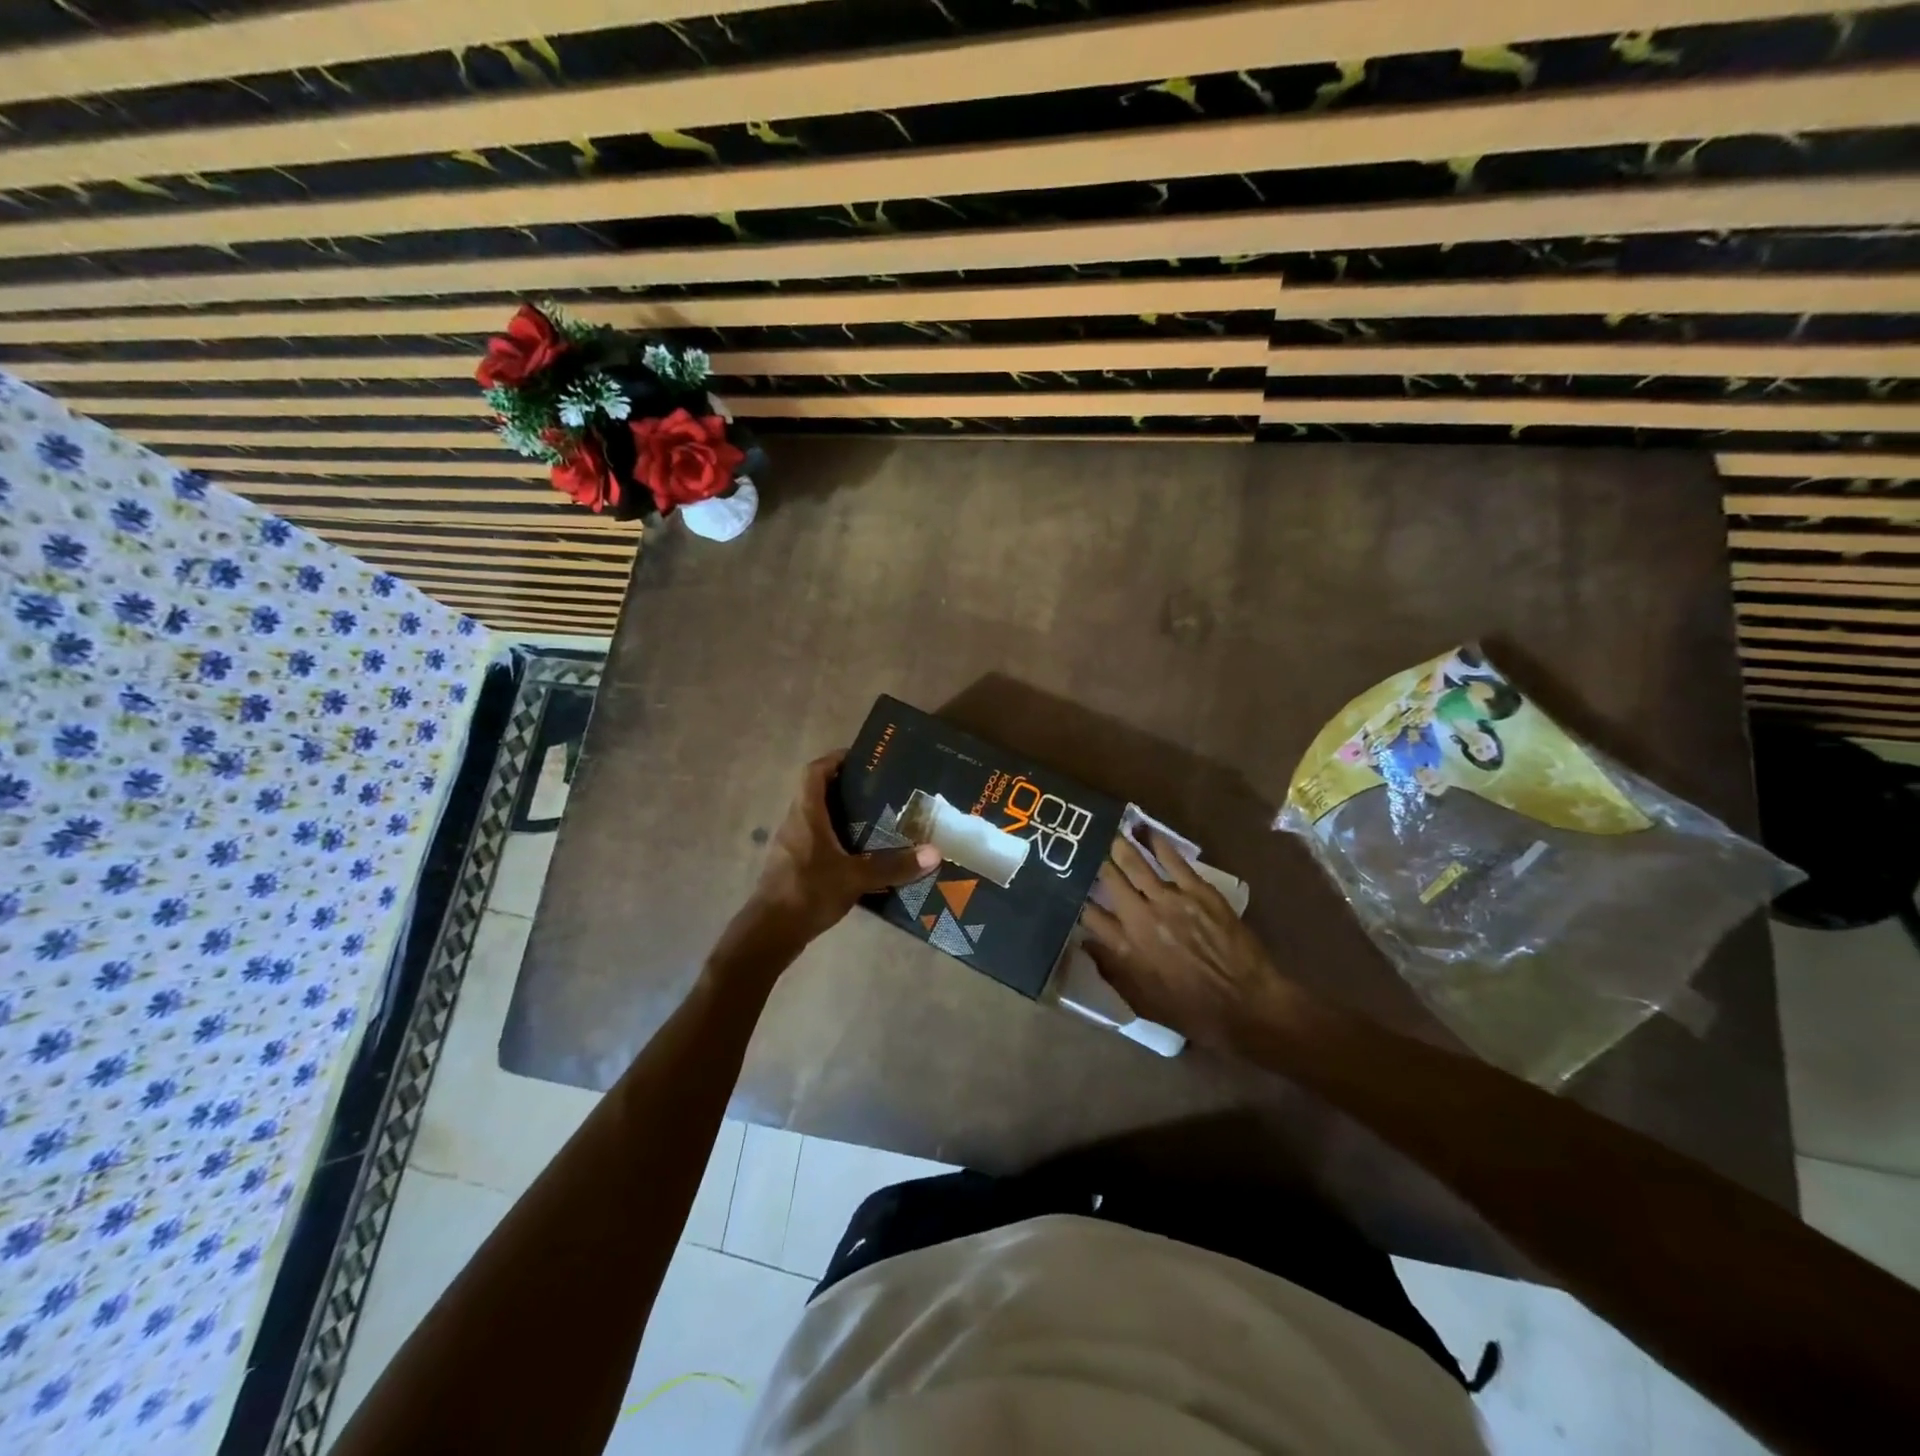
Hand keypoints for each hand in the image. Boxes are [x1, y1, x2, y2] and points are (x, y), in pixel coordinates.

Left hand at [746, 752, 938, 948]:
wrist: (769, 933)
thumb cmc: (808, 892)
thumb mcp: (855, 877)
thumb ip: (893, 865)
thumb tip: (934, 853)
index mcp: (806, 814)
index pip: (815, 772)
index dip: (835, 759)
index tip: (862, 759)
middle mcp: (795, 824)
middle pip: (818, 793)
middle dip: (847, 789)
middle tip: (880, 791)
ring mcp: (791, 847)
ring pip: (817, 820)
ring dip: (842, 817)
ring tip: (877, 821)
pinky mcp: (793, 868)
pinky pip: (817, 843)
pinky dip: (837, 842)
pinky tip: (861, 857)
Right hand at [1080, 831, 1288, 1051]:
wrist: (1248, 1006)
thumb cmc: (1192, 1012)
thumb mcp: (1141, 1002)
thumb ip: (1110, 971)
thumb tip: (1086, 943)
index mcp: (1124, 947)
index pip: (1089, 913)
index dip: (1076, 897)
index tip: (1069, 886)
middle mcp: (1140, 918)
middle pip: (1108, 879)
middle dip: (1094, 862)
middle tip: (1085, 848)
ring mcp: (1169, 900)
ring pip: (1135, 863)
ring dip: (1119, 845)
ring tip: (1108, 831)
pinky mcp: (1197, 891)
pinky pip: (1172, 859)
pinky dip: (1156, 842)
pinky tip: (1144, 829)